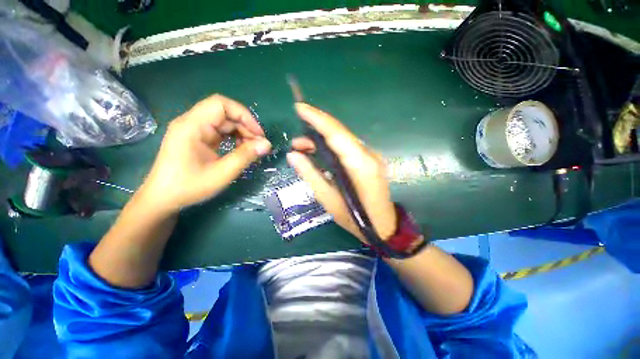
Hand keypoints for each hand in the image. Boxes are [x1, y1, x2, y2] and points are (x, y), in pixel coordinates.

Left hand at [138, 94, 271, 213]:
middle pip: (224, 113)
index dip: (244, 115)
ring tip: (252, 149)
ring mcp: (194, 130)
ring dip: (241, 133)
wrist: (163, 199)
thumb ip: (246, 156)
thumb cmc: (189, 186)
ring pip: (224, 122)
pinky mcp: (198, 138)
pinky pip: (220, 131)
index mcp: (192, 126)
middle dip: (245, 127)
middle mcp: (192, 122)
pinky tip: (241, 149)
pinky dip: (234, 138)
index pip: (221, 104)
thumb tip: (267, 144)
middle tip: (259, 145)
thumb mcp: (222, 173)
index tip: (258, 134)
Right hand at [286, 103, 396, 242]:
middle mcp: (369, 155)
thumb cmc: (356, 219)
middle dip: (316, 132)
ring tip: (303, 149)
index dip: (318, 118)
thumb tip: (293, 155)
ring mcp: (372, 157)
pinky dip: (332, 148)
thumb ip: (310, 175)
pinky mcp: (371, 161)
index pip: (337, 134)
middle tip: (296, 142)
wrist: (384, 227)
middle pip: (340, 134)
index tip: (300, 108)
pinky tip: (320, 154)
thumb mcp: (329, 199)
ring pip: (343, 140)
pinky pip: (348, 148)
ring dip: (323, 141)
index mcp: (360, 164)